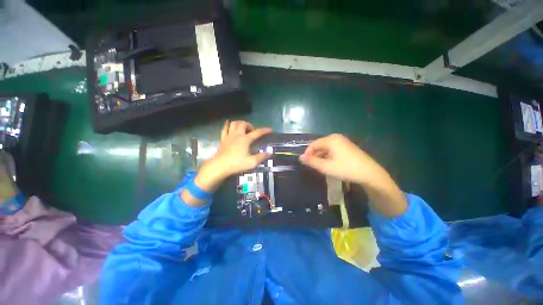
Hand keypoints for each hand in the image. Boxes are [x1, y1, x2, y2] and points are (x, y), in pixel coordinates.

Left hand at [189, 121, 270, 199]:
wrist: (219, 166)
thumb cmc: (236, 164)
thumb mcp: (252, 162)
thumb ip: (261, 157)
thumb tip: (269, 153)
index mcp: (245, 139)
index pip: (257, 133)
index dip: (264, 130)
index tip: (270, 130)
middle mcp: (237, 135)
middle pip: (243, 124)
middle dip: (250, 125)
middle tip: (253, 131)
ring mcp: (229, 136)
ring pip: (234, 124)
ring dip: (240, 123)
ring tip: (243, 127)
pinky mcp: (223, 139)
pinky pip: (224, 129)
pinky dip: (227, 125)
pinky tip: (229, 124)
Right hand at [299, 134, 384, 184]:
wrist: (370, 174)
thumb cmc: (345, 169)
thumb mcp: (326, 166)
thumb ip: (312, 161)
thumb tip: (300, 157)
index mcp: (331, 139)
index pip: (313, 144)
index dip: (307, 153)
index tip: (305, 163)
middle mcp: (336, 138)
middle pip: (320, 145)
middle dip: (315, 155)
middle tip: (313, 166)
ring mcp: (343, 142)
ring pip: (326, 148)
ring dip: (321, 156)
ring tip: (320, 167)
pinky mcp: (348, 147)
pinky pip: (333, 150)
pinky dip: (328, 156)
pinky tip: (330, 164)